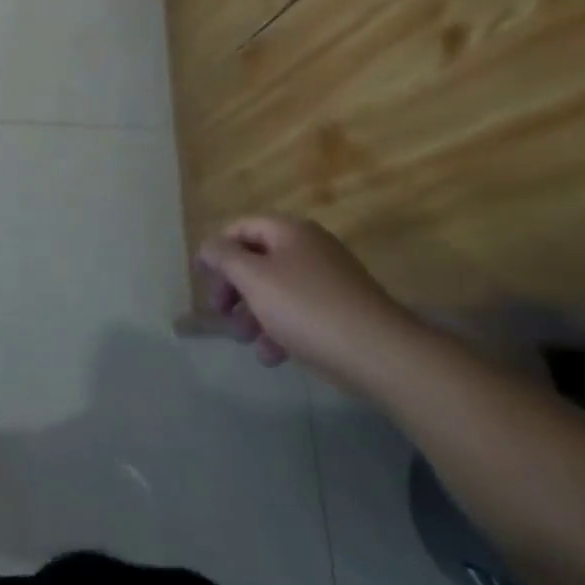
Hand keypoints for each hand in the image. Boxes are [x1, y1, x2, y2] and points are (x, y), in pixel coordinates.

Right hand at [197, 216, 425, 393]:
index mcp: (289, 231)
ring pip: (277, 289)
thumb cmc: (308, 309)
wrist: (384, 355)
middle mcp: (310, 248)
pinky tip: (274, 356)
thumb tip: (208, 247)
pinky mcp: (344, 311)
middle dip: (234, 288)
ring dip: (254, 313)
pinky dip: (281, 329)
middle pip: (257, 259)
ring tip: (247, 342)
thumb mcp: (254, 278)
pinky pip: (301, 312)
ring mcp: (331, 280)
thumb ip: (224, 258)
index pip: (240, 228)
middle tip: (220, 314)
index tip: (200, 279)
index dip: (216, 250)